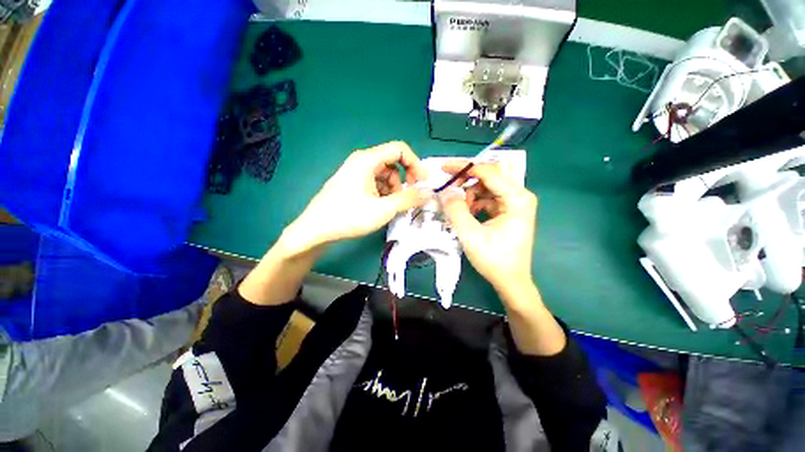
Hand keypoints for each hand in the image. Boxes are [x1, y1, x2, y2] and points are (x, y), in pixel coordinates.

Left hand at [280, 142, 429, 254]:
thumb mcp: (383, 209)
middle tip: (408, 197)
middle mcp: (361, 161)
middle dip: (404, 179)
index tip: (423, 182)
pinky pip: (375, 183)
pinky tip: (381, 207)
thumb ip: (408, 199)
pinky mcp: (352, 184)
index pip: (400, 149)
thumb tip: (428, 193)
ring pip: (384, 175)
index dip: (415, 163)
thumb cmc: (349, 216)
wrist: (315, 230)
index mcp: (367, 160)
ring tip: (391, 206)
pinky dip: (383, 193)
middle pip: (392, 162)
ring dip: (394, 189)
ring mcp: (355, 172)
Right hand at [438, 160, 537, 291]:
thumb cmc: (494, 260)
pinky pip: (488, 198)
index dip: (464, 167)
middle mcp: (519, 196)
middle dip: (465, 180)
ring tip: (459, 209)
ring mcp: (515, 203)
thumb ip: (455, 210)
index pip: (488, 172)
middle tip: (448, 188)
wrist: (511, 281)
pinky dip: (474, 202)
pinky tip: (468, 214)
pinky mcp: (509, 210)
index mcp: (517, 198)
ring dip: (469, 194)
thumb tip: (445, 191)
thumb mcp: (470, 235)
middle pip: (489, 177)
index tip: (444, 168)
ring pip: (486, 187)